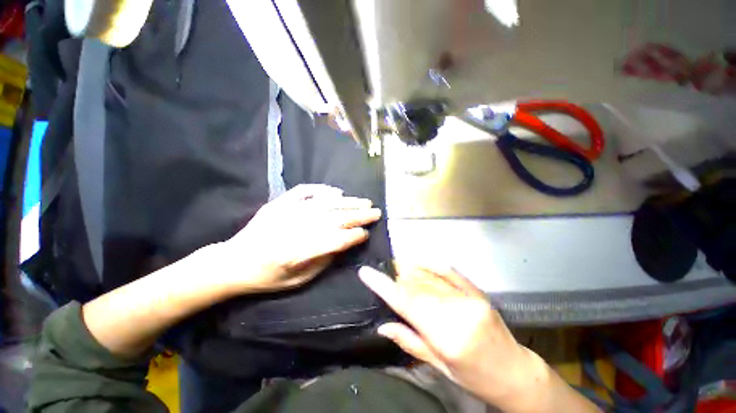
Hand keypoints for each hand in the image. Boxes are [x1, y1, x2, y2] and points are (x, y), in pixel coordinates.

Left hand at [216, 185, 381, 293]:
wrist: (233, 262)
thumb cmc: (267, 277)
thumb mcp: (298, 281)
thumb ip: (324, 261)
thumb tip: (345, 243)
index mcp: (297, 254)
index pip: (335, 241)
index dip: (354, 237)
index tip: (366, 234)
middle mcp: (294, 230)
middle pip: (334, 219)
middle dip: (359, 216)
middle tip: (375, 212)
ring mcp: (285, 213)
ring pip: (325, 204)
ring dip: (347, 203)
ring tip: (364, 202)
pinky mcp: (279, 203)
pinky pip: (304, 192)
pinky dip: (322, 190)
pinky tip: (336, 192)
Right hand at [359, 265, 552, 410]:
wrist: (514, 372)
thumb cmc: (474, 377)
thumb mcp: (439, 367)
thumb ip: (409, 341)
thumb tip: (383, 325)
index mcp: (447, 337)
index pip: (407, 303)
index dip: (384, 286)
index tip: (366, 272)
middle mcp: (458, 311)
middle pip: (416, 286)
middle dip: (395, 277)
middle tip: (382, 272)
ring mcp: (469, 298)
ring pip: (429, 277)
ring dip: (409, 270)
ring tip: (395, 267)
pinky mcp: (477, 290)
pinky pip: (448, 271)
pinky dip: (430, 264)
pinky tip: (417, 262)